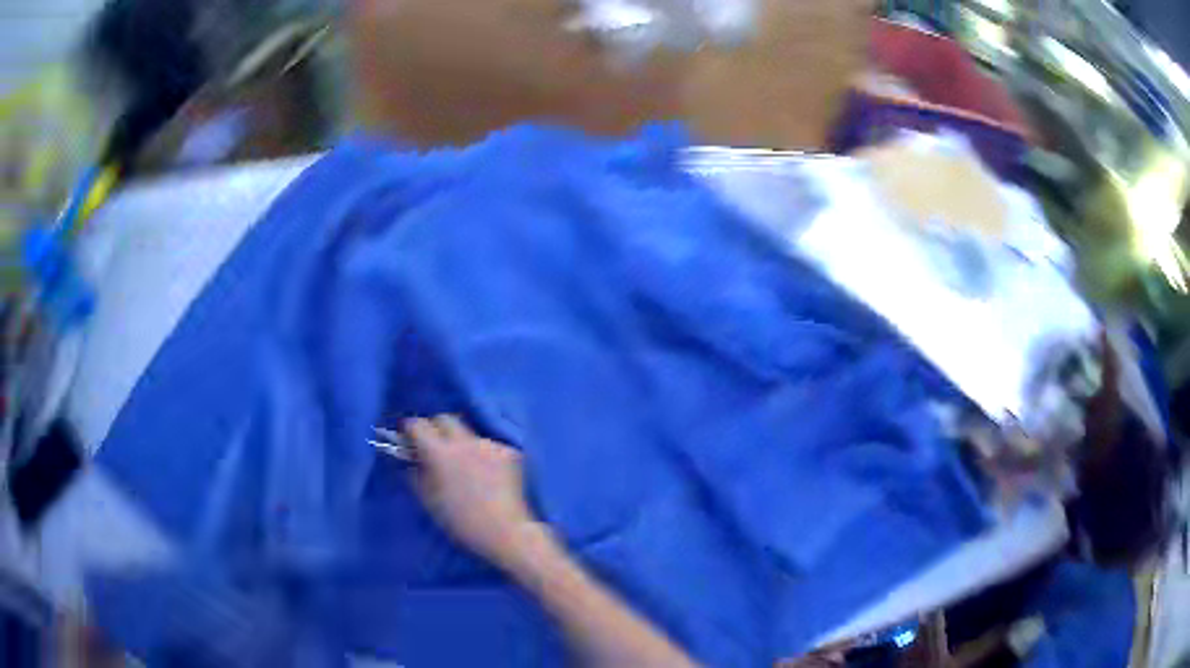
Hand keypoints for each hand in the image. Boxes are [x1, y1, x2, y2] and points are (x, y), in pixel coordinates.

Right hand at [405, 415, 540, 567]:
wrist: (505, 532)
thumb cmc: (461, 522)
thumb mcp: (429, 501)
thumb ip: (415, 475)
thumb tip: (409, 460)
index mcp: (440, 453)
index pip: (418, 424)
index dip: (410, 429)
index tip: (409, 437)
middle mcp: (465, 441)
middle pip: (445, 419)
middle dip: (436, 428)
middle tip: (434, 446)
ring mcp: (489, 444)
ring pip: (469, 432)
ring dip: (461, 442)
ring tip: (464, 464)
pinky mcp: (509, 451)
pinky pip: (489, 446)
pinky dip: (483, 454)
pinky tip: (486, 473)